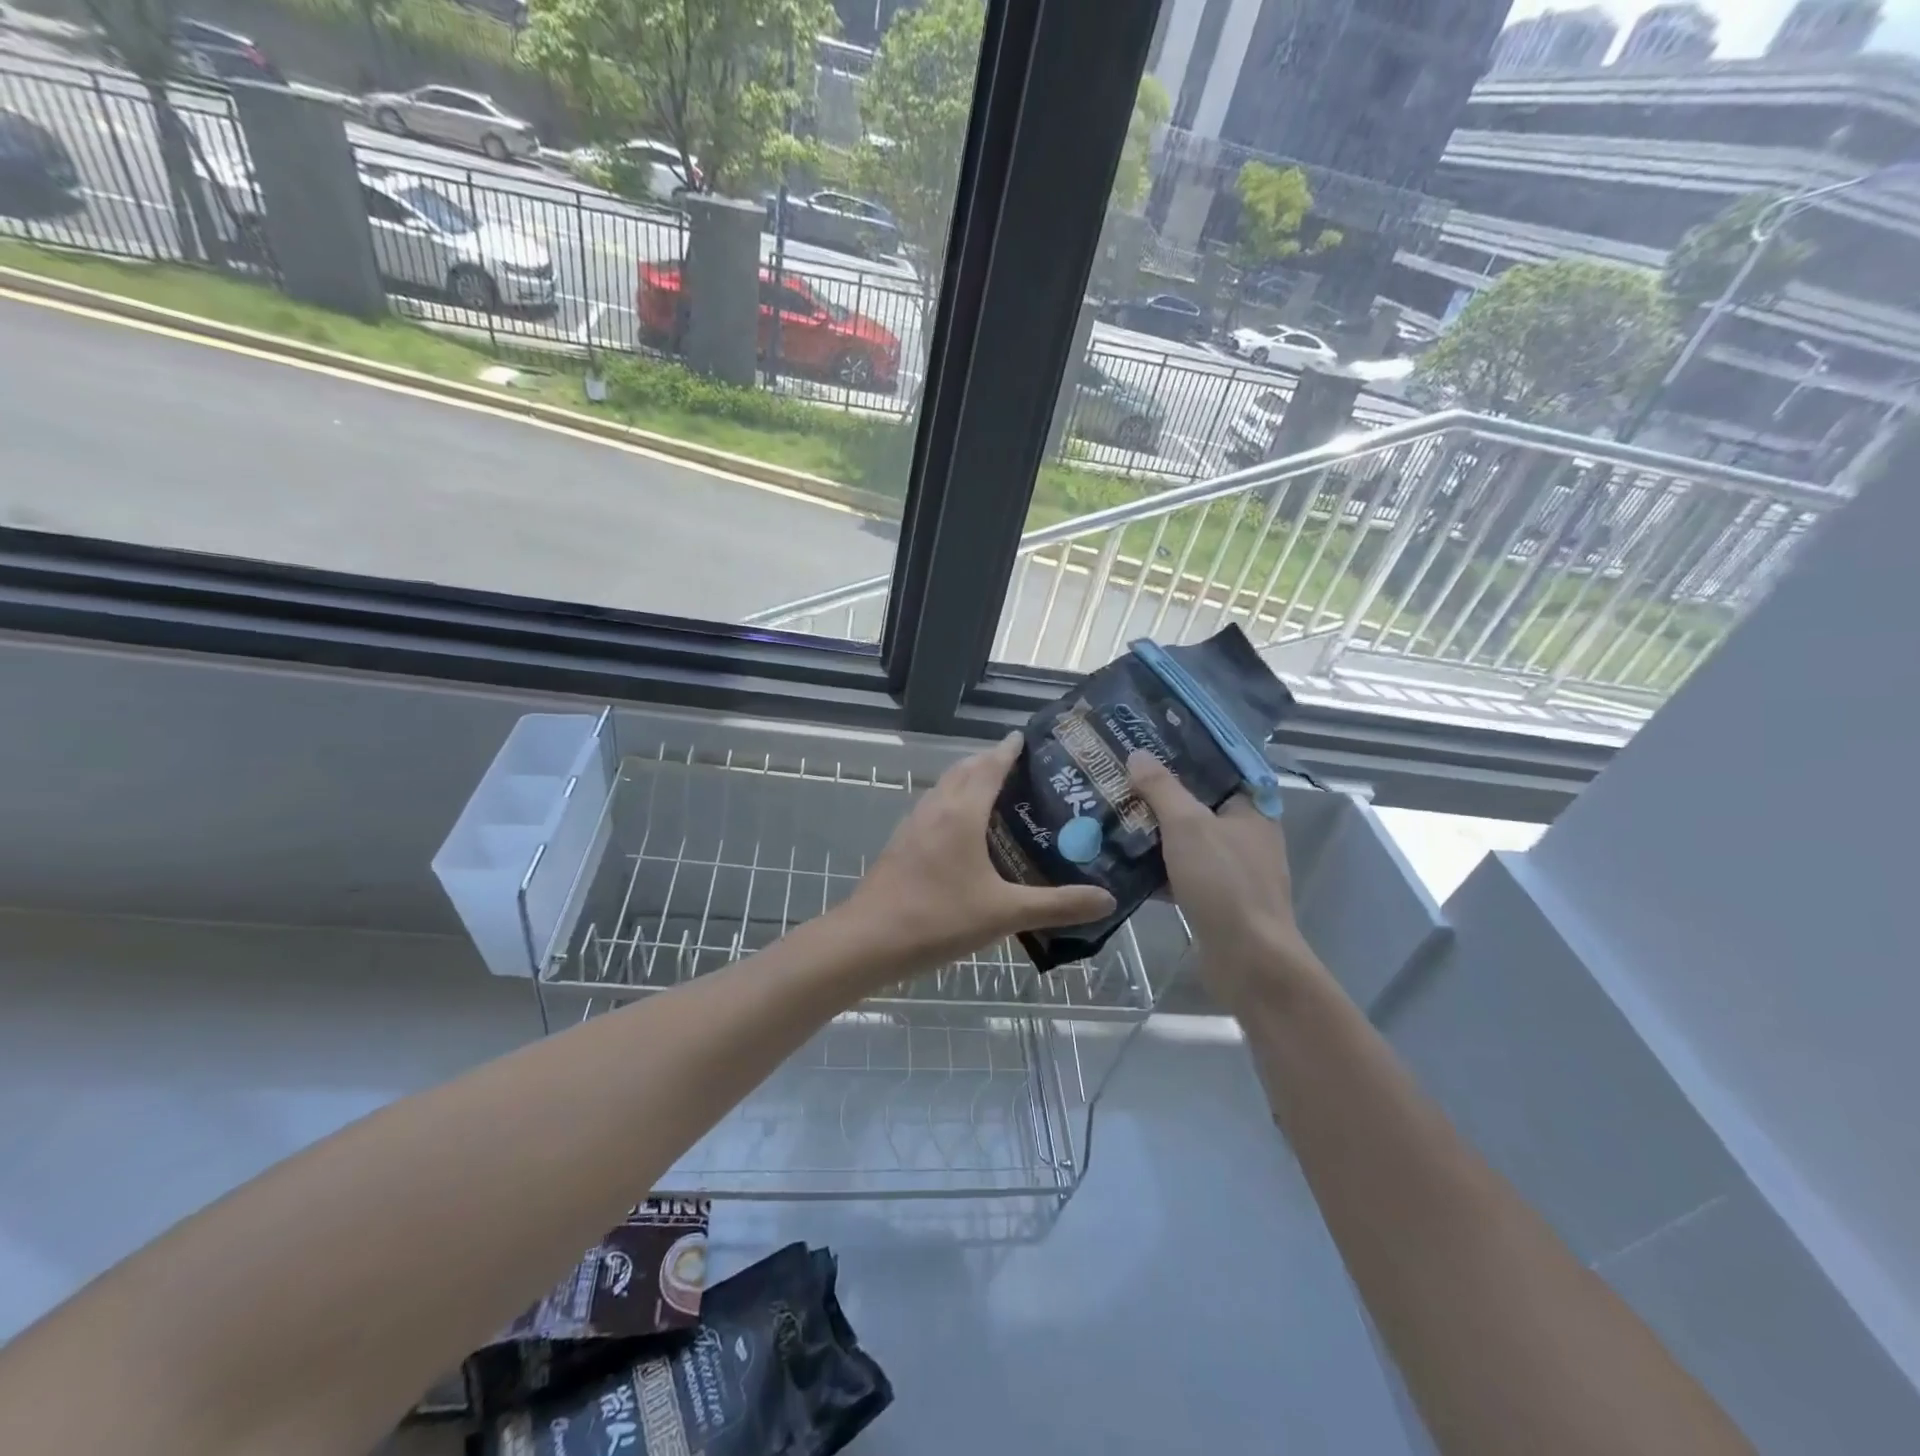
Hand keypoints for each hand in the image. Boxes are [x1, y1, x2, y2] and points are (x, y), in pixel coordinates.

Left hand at [844, 733, 1115, 974]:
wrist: (868, 941)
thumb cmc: (938, 918)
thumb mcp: (1004, 914)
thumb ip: (1057, 906)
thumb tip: (1106, 899)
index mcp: (962, 813)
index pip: (989, 766)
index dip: (1008, 749)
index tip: (1027, 737)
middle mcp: (936, 809)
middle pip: (964, 771)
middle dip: (990, 761)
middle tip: (1023, 767)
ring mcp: (913, 826)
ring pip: (944, 789)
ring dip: (968, 781)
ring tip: (998, 793)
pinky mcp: (901, 845)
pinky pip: (933, 809)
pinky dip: (953, 804)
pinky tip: (964, 833)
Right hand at [1127, 751, 1324, 1014]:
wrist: (1249, 961)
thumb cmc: (1224, 883)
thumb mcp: (1188, 826)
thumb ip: (1162, 789)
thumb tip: (1139, 755)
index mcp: (1251, 810)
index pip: (1218, 770)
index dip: (1184, 757)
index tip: (1147, 747)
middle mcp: (1246, 836)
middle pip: (1198, 805)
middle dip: (1159, 796)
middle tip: (1119, 780)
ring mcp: (1232, 871)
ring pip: (1187, 841)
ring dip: (1153, 833)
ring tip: (1112, 816)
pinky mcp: (1216, 900)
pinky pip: (1182, 872)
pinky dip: (1156, 868)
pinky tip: (1121, 862)